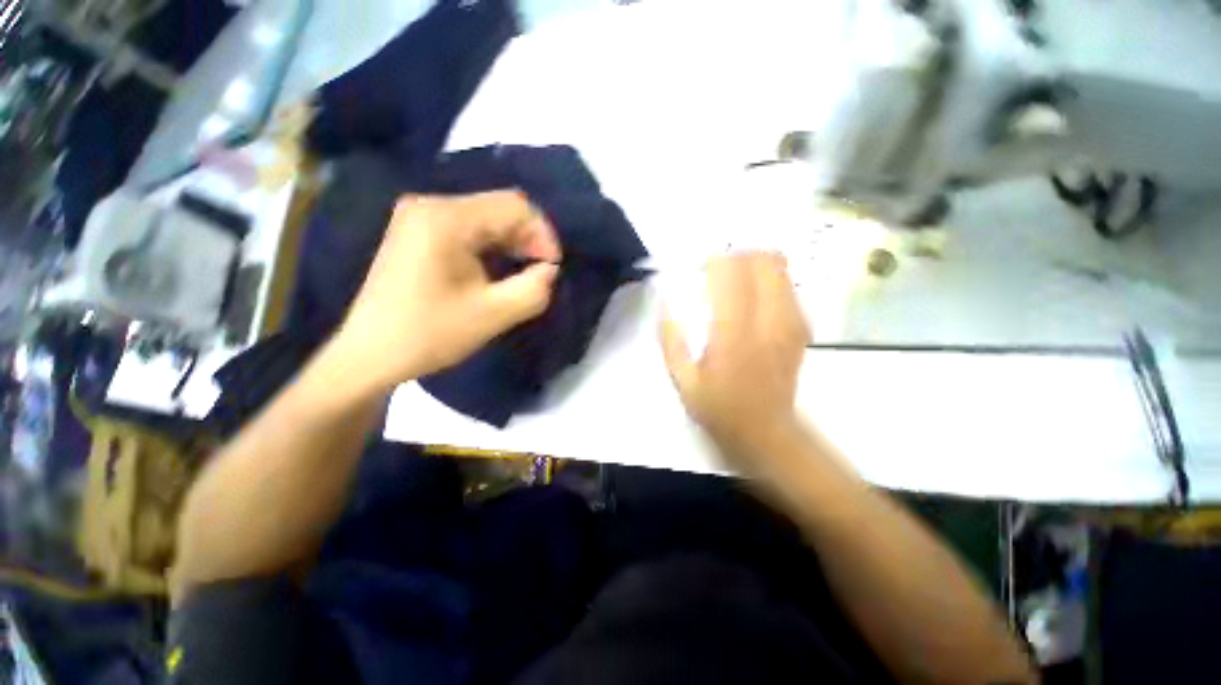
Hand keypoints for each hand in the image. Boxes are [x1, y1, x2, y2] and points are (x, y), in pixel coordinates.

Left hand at [333, 191, 561, 392]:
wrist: (370, 355)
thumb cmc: (429, 334)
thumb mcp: (493, 314)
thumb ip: (534, 290)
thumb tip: (549, 271)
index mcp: (446, 219)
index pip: (514, 206)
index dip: (543, 234)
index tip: (553, 268)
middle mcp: (430, 205)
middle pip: (499, 209)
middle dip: (528, 239)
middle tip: (541, 274)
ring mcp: (420, 217)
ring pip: (486, 218)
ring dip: (512, 244)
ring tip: (524, 275)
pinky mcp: (417, 232)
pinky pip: (468, 229)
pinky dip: (492, 247)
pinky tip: (499, 271)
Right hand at [660, 253, 809, 456]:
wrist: (766, 432)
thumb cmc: (720, 409)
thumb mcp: (683, 381)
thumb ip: (670, 341)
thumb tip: (664, 303)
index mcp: (733, 335)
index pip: (730, 276)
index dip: (714, 261)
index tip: (699, 265)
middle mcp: (767, 321)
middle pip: (764, 261)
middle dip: (739, 253)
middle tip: (717, 266)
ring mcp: (790, 323)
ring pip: (781, 268)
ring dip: (755, 262)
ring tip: (734, 275)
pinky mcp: (801, 327)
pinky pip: (788, 285)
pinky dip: (769, 278)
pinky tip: (752, 294)